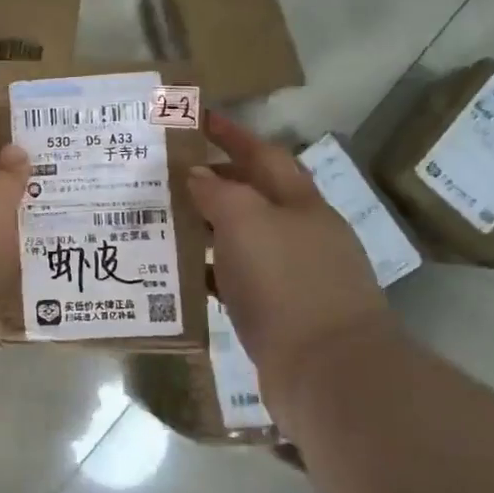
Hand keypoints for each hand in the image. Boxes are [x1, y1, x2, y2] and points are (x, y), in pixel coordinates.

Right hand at [187, 112, 395, 436]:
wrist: (328, 374)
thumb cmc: (286, 283)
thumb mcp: (246, 221)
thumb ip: (218, 192)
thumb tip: (197, 175)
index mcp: (301, 204)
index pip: (263, 154)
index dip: (232, 134)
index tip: (199, 119)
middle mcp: (301, 234)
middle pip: (254, 195)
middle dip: (215, 180)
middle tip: (168, 174)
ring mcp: (293, 275)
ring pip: (243, 237)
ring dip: (207, 226)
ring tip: (165, 218)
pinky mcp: (280, 313)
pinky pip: (236, 279)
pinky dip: (209, 270)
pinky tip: (180, 273)